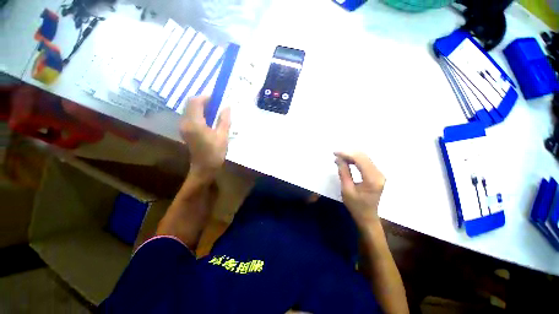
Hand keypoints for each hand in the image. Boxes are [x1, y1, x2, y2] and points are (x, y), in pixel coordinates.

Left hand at [180, 96, 230, 179]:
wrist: (204, 168)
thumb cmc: (215, 153)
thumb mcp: (223, 136)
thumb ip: (224, 120)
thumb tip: (227, 106)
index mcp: (195, 124)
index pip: (195, 102)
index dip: (205, 97)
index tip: (217, 99)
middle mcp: (185, 123)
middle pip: (190, 103)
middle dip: (204, 101)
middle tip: (217, 105)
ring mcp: (183, 127)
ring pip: (190, 109)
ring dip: (201, 107)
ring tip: (215, 111)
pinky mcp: (185, 130)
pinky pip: (190, 116)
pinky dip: (199, 113)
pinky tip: (209, 119)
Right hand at [335, 152, 384, 225]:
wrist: (367, 217)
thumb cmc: (356, 206)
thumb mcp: (346, 189)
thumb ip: (343, 172)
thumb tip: (339, 159)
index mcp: (372, 179)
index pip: (360, 159)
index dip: (347, 154)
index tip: (335, 153)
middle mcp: (379, 174)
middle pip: (364, 156)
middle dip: (348, 153)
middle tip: (335, 154)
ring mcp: (379, 174)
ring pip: (365, 158)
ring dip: (351, 156)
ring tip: (339, 157)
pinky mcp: (377, 175)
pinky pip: (365, 162)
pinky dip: (355, 160)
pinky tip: (347, 161)